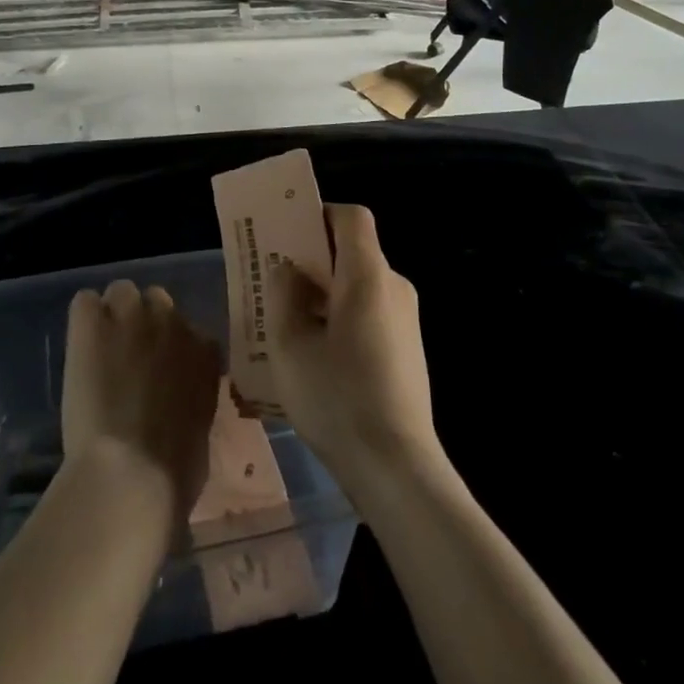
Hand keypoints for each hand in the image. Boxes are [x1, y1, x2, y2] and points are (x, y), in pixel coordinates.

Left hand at [63, 281, 220, 519]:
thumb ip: (192, 401)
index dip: (170, 351)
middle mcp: (172, 322)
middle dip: (143, 324)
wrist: (131, 474)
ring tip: (99, 350)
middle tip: (127, 359)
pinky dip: (81, 321)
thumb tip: (180, 406)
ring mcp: (131, 317)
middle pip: (156, 300)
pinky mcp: (91, 324)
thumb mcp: (200, 431)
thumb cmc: (174, 473)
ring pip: (121, 291)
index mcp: (204, 351)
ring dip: (112, 315)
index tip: (159, 374)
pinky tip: (79, 347)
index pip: (188, 330)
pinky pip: (84, 302)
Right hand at [267, 204, 439, 492]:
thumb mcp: (290, 345)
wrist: (397, 468)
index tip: (288, 234)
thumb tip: (288, 269)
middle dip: (313, 260)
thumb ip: (283, 295)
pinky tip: (317, 358)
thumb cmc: (337, 398)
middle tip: (275, 283)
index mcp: (368, 275)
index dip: (319, 215)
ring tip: (288, 325)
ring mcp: (406, 320)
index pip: (351, 217)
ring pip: (359, 286)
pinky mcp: (408, 350)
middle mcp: (394, 287)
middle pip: (353, 252)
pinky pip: (370, 314)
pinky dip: (342, 318)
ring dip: (324, 294)